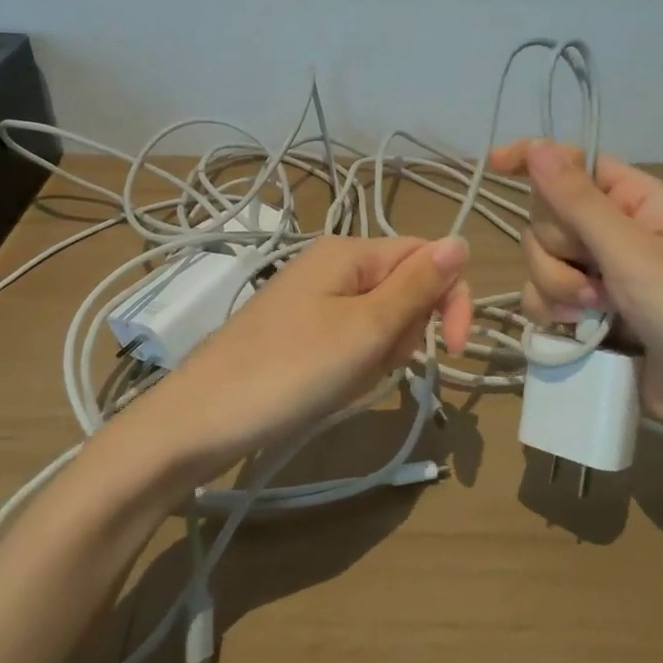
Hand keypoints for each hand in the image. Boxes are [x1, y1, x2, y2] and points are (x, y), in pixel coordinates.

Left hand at [134, 236, 473, 480]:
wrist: (200, 420)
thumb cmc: (291, 371)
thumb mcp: (366, 329)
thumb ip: (417, 286)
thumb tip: (461, 241)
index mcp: (350, 251)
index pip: (427, 256)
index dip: (451, 299)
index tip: (454, 351)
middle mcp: (332, 264)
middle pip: (404, 289)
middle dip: (404, 332)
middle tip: (372, 361)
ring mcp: (313, 299)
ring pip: (380, 320)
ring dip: (379, 354)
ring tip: (345, 379)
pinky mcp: (300, 331)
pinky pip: (350, 340)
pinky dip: (353, 366)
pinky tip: (329, 387)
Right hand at [490, 140, 662, 446]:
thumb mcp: (633, 253)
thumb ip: (578, 202)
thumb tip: (537, 147)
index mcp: (635, 200)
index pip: (574, 163)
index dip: (536, 159)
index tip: (496, 163)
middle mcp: (614, 230)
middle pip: (547, 217)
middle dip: (558, 252)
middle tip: (595, 281)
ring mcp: (600, 274)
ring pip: (539, 261)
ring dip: (557, 288)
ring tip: (595, 315)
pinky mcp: (589, 313)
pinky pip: (543, 297)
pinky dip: (553, 314)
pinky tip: (577, 335)